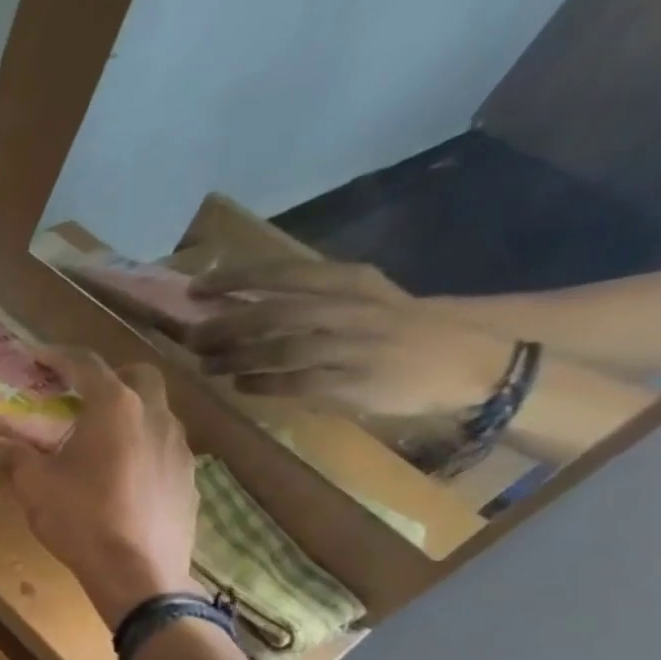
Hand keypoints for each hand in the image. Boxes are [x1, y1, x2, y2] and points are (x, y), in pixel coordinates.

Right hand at [0, 347, 198, 627]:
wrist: (139, 574)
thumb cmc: (82, 519)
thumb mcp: (35, 487)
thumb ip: (12, 458)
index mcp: (114, 407)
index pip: (85, 363)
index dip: (58, 356)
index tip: (38, 357)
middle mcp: (155, 416)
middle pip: (137, 376)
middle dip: (108, 377)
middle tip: (80, 397)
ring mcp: (180, 447)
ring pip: (156, 412)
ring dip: (129, 414)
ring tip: (100, 441)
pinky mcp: (190, 478)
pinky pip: (165, 448)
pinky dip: (143, 447)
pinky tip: (124, 477)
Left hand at [187, 260, 512, 417]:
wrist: (470, 361)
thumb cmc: (398, 328)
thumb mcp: (360, 299)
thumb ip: (306, 300)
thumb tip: (235, 306)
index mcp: (350, 282)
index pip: (283, 273)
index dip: (235, 279)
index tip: (196, 289)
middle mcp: (350, 309)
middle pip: (273, 314)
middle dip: (224, 326)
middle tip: (190, 337)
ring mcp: (353, 347)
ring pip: (279, 349)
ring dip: (235, 358)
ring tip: (207, 365)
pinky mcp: (355, 383)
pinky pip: (296, 383)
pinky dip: (261, 384)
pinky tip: (240, 386)